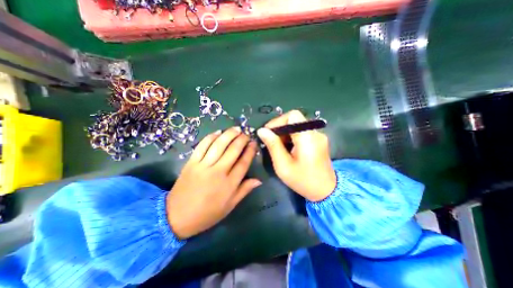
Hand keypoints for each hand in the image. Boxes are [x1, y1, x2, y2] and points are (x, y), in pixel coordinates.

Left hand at [167, 127, 260, 238]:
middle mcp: (218, 172)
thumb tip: (259, 180)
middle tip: (246, 133)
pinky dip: (211, 137)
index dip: (250, 151)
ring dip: (229, 134)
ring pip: (219, 145)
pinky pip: (202, 146)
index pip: (244, 162)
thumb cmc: (207, 214)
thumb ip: (244, 190)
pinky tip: (218, 132)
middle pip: (233, 150)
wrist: (176, 217)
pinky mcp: (191, 163)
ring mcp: (203, 166)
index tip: (254, 143)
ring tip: (236, 129)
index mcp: (229, 184)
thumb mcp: (229, 206)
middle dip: (242, 139)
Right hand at [256, 110, 336, 202]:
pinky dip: (292, 137)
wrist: (326, 191)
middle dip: (280, 128)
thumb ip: (273, 146)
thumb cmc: (303, 181)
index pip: (292, 115)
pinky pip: (302, 132)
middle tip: (271, 141)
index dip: (278, 121)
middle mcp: (315, 133)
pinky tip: (287, 148)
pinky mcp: (318, 140)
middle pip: (294, 119)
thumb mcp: (283, 166)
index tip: (268, 133)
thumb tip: (262, 131)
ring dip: (285, 133)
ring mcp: (318, 136)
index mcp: (307, 138)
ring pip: (297, 125)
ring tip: (278, 147)